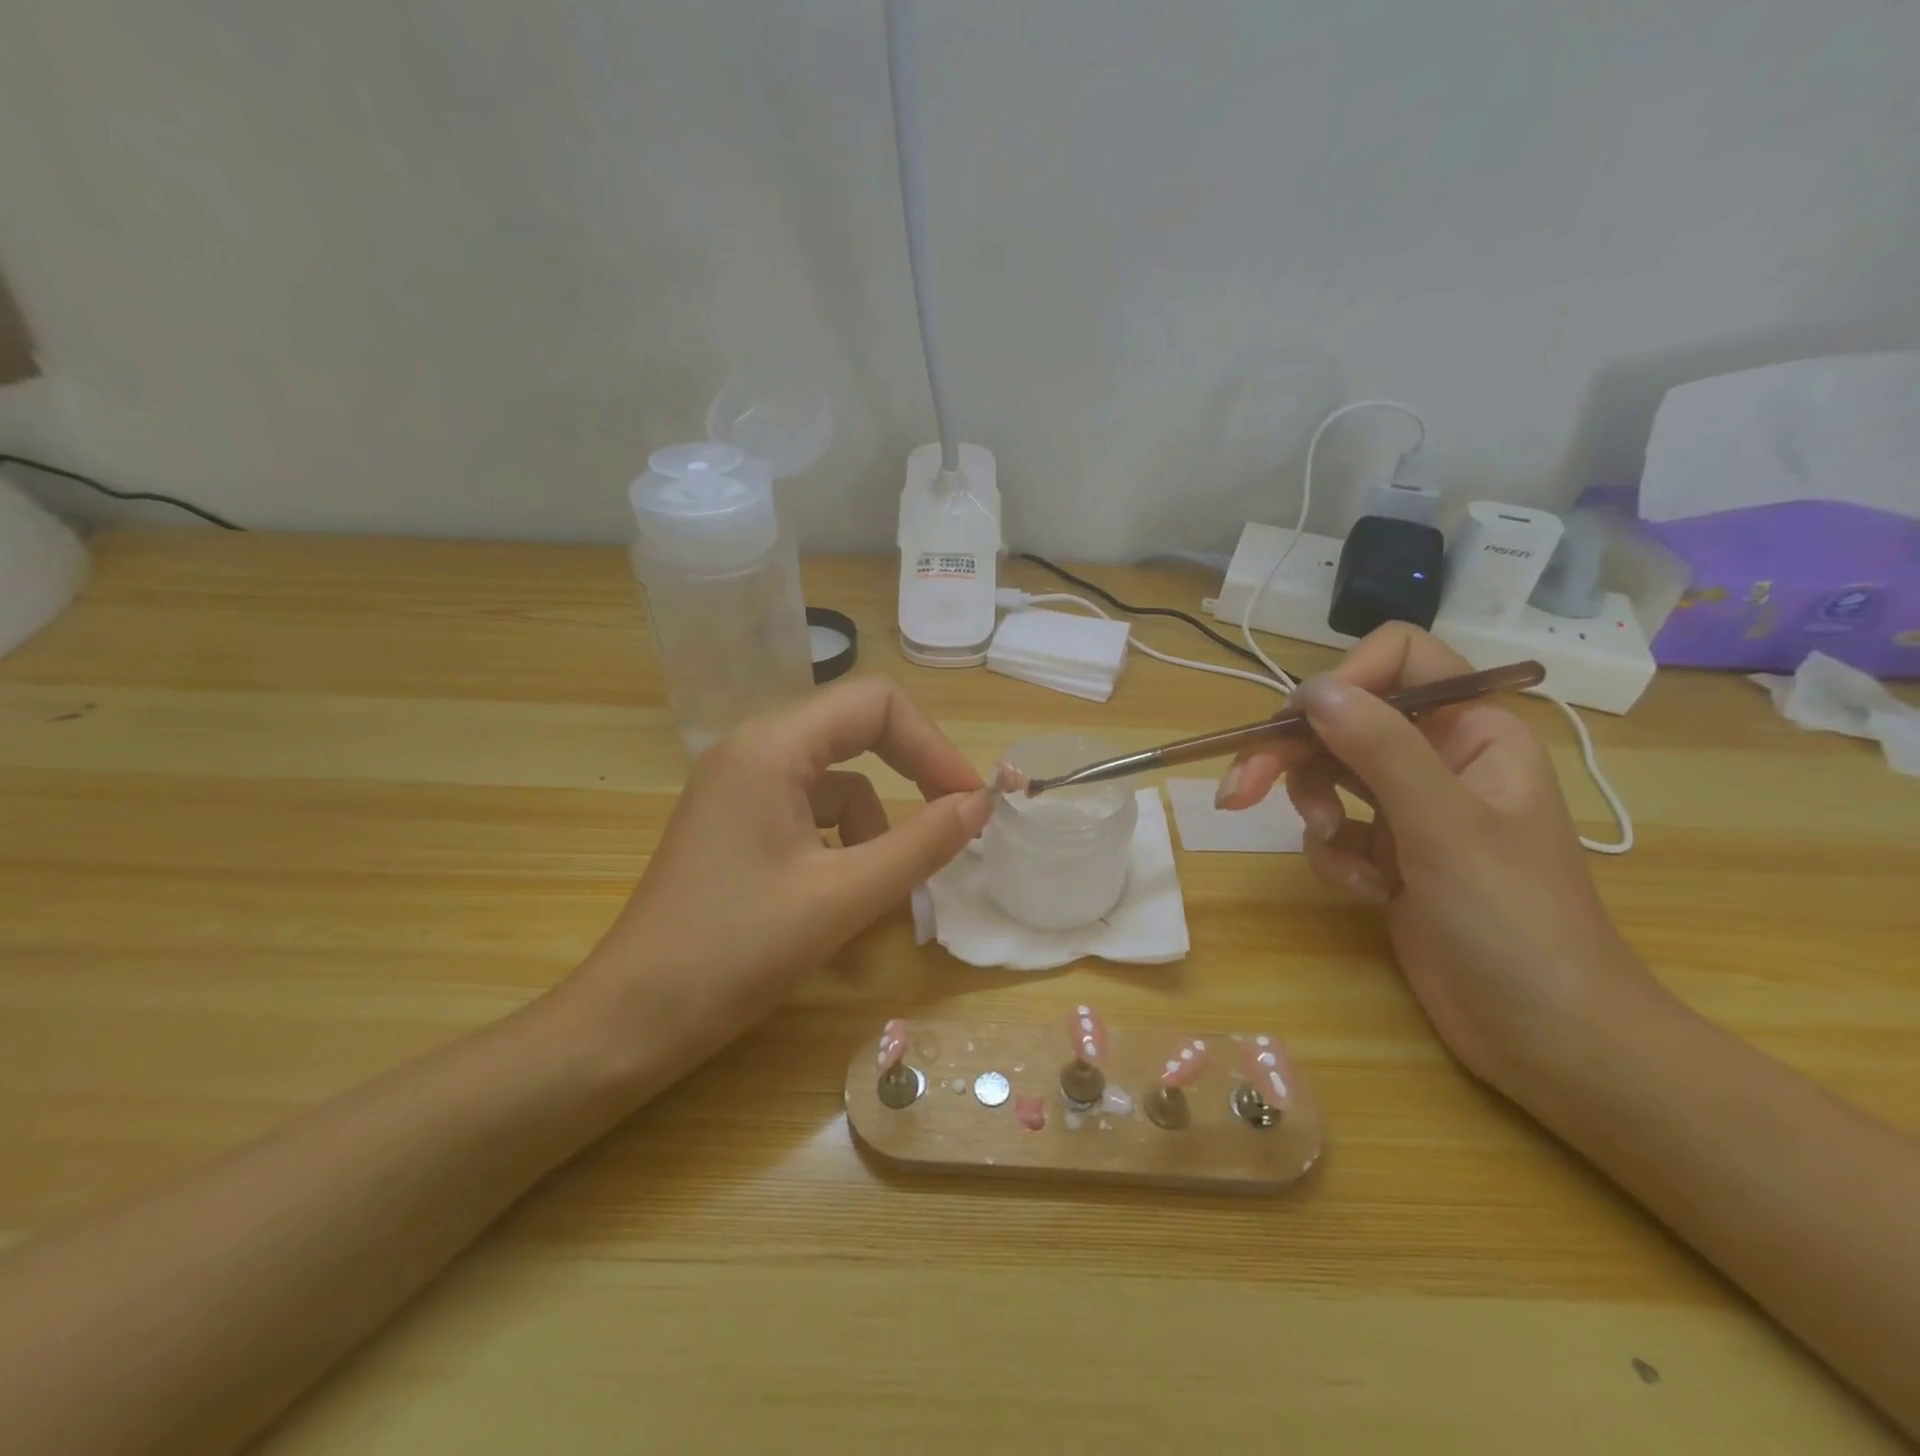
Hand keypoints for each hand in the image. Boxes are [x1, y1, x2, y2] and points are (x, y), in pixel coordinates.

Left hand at [564, 677, 990, 1094]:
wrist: (632, 1021)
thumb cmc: (736, 953)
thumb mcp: (843, 897)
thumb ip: (921, 843)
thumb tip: (980, 803)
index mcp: (772, 747)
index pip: (876, 704)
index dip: (933, 746)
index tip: (969, 801)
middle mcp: (752, 749)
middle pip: (856, 732)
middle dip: (910, 777)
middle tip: (952, 826)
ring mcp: (738, 786)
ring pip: (836, 782)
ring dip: (874, 826)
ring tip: (878, 891)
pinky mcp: (735, 822)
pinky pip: (809, 812)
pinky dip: (841, 844)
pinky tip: (839, 895)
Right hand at [1215, 624, 1659, 1094]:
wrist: (1544, 1034)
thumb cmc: (1513, 921)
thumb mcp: (1444, 826)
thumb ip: (1379, 749)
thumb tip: (1314, 690)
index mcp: (1474, 729)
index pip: (1401, 660)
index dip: (1344, 680)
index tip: (1299, 724)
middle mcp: (1439, 756)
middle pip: (1343, 720)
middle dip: (1291, 754)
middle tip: (1238, 790)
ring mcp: (1411, 806)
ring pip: (1328, 773)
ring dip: (1314, 810)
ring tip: (1335, 850)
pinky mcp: (1388, 851)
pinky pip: (1334, 827)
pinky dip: (1335, 855)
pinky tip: (1369, 891)